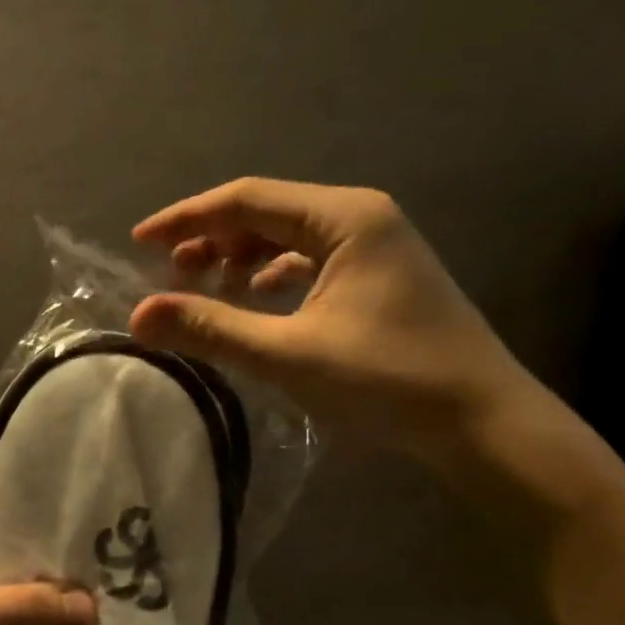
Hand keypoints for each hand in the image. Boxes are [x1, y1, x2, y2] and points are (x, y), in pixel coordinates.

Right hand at [129, 177, 538, 464]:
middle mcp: (360, 216)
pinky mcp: (380, 275)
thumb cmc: (388, 381)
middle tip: (169, 274)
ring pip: (286, 236)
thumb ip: (211, 329)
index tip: (139, 243)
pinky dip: (272, 276)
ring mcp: (375, 245)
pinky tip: (254, 303)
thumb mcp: (288, 355)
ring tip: (205, 289)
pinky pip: (309, 260)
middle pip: (265, 212)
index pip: (245, 200)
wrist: (485, 425)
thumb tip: (139, 316)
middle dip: (211, 238)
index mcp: (343, 217)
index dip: (186, 219)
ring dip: (240, 257)